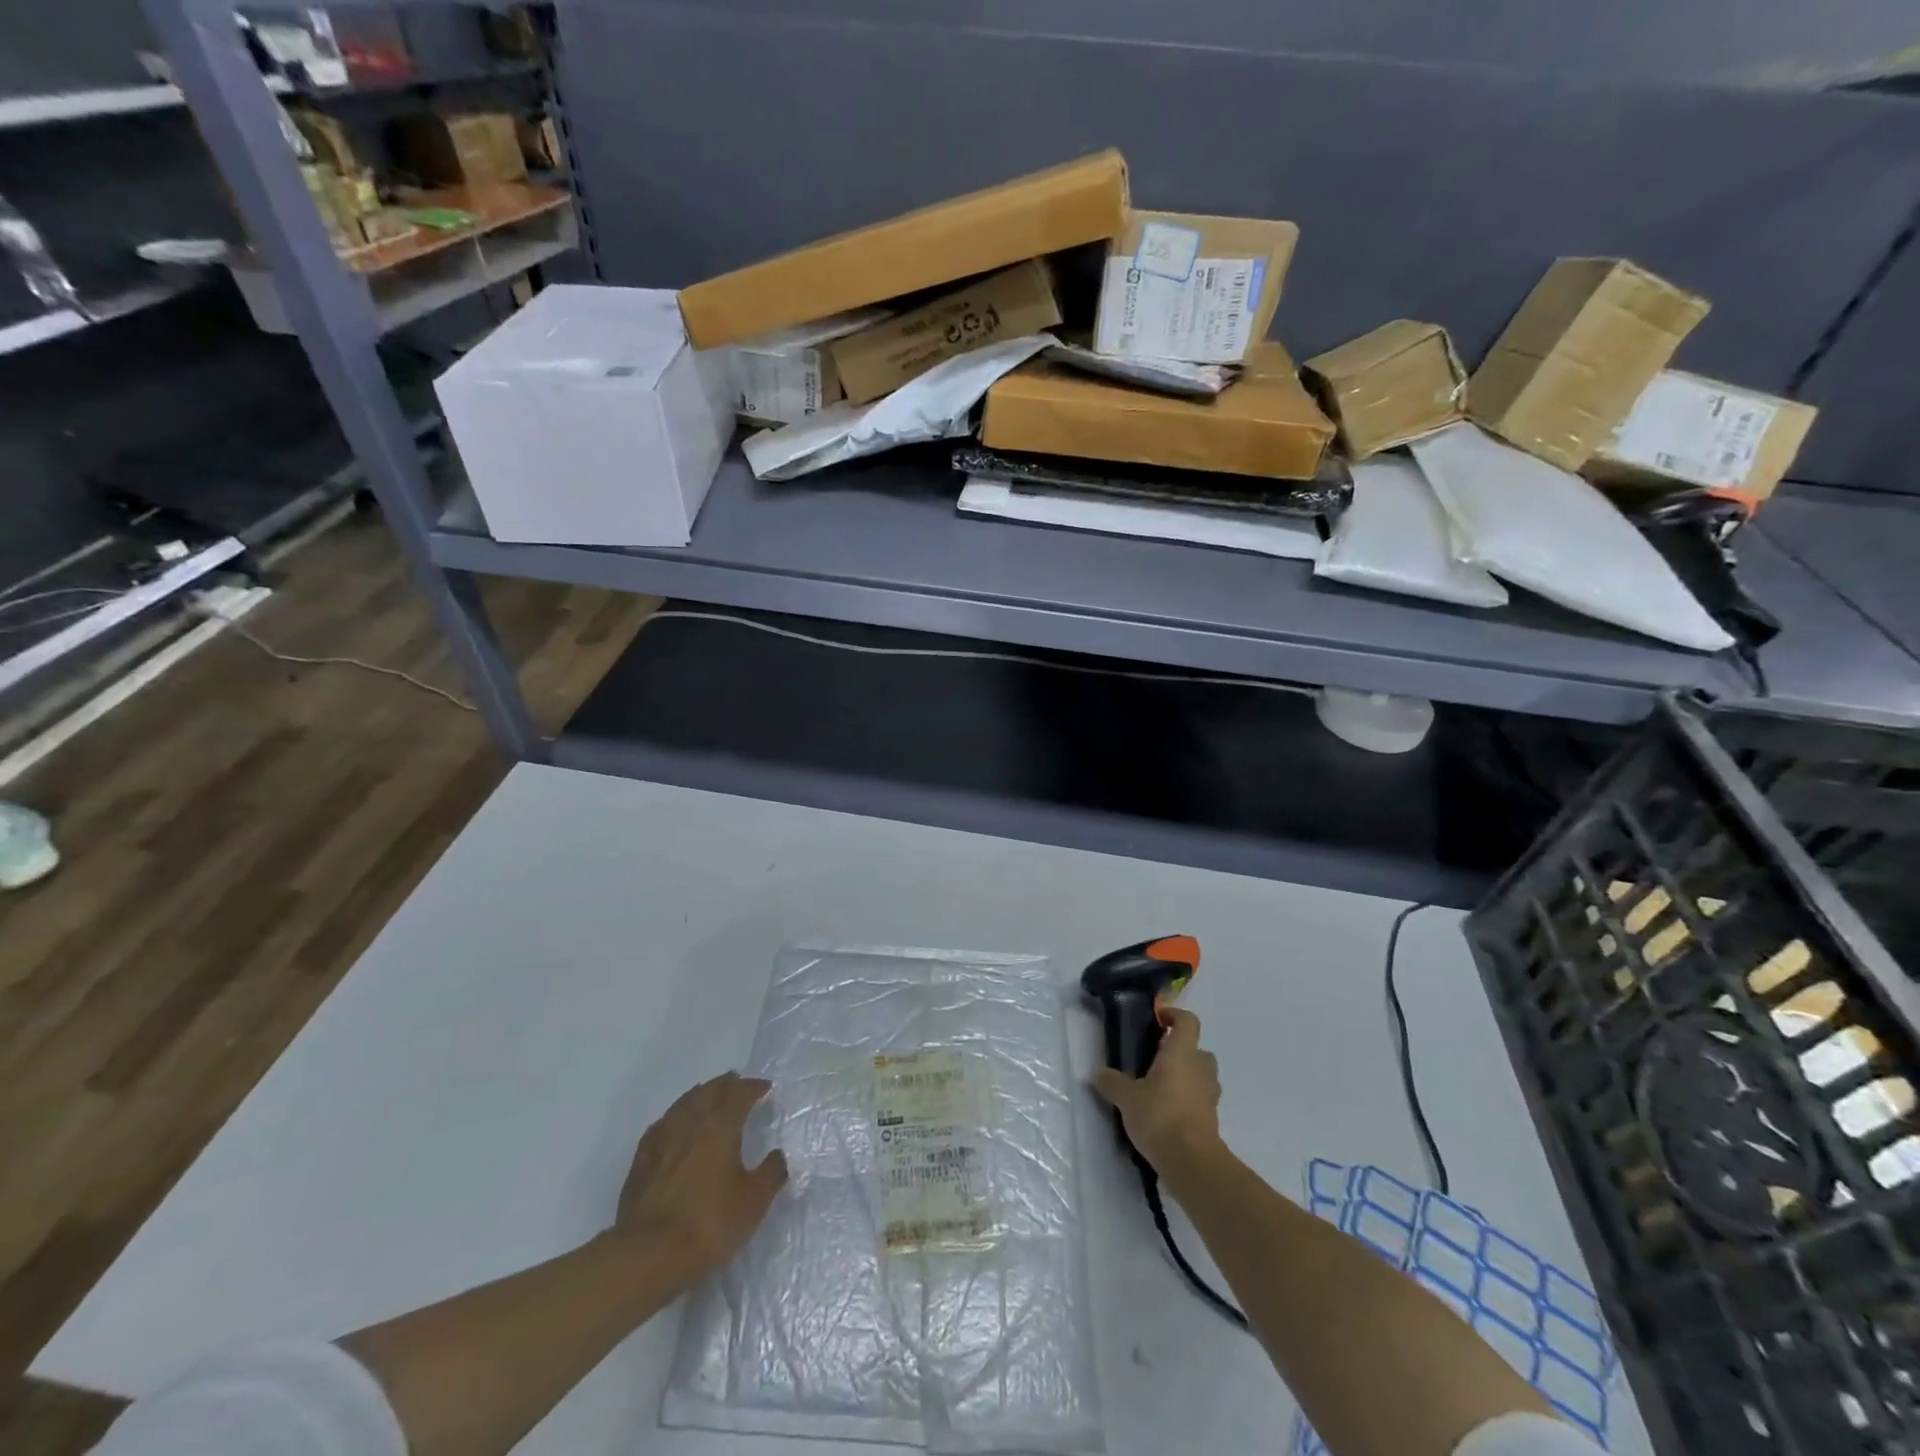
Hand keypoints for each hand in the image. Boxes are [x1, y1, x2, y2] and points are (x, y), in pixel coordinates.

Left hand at [613, 1073, 787, 1280]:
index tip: (765, 1088)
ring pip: (683, 1104)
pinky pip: (662, 1125)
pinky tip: (674, 1126)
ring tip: (709, 1096)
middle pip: (709, 1091)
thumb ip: (771, 1173)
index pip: (739, 1094)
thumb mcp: (753, 1202)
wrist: (648, 1255)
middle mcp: (690, 1123)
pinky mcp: (641, 1161)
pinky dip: (675, 1117)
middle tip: (737, 1083)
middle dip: (726, 1084)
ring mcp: (662, 1139)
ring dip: (700, 1095)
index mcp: (720, 1127)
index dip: (753, 1087)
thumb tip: (778, 1155)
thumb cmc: (708, 1223)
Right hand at [1091, 1008, 1223, 1174]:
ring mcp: (1210, 1094)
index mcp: (1182, 1052)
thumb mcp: (1127, 1098)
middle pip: (1197, 1049)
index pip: (1187, 1021)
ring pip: (1201, 1075)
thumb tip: (1099, 1073)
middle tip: (1156, 1059)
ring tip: (1160, 1088)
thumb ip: (1113, 1082)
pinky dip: (1188, 1100)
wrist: (1192, 1162)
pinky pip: (1201, 1099)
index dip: (1174, 1015)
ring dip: (1186, 1076)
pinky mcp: (1212, 1118)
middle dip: (1180, 1051)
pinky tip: (1167, 1113)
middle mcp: (1200, 1068)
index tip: (1158, 1019)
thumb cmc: (1160, 1116)